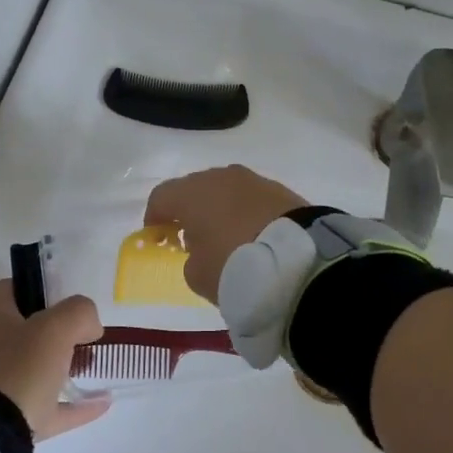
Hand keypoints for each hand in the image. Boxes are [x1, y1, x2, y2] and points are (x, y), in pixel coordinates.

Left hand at [0, 280, 109, 439]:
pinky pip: (47, 408)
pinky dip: (73, 405)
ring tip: (92, 366)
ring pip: (34, 370)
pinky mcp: (9, 421)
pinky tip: (100, 402)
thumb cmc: (20, 369)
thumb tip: (89, 326)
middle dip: (56, 331)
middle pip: (24, 331)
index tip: (63, 297)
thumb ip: (79, 313)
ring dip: (64, 368)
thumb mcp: (56, 328)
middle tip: (83, 334)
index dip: (36, 287)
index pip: (8, 289)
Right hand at [144, 165, 310, 301]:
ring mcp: (252, 180)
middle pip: (194, 188)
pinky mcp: (280, 189)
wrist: (297, 260)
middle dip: (189, 210)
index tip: (158, 237)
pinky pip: (251, 198)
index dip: (155, 217)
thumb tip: (201, 248)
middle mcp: (219, 177)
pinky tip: (253, 233)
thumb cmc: (234, 266)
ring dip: (220, 208)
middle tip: (193, 236)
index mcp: (191, 193)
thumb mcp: (197, 274)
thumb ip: (191, 257)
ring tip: (227, 235)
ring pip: (225, 190)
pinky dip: (246, 211)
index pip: (161, 197)